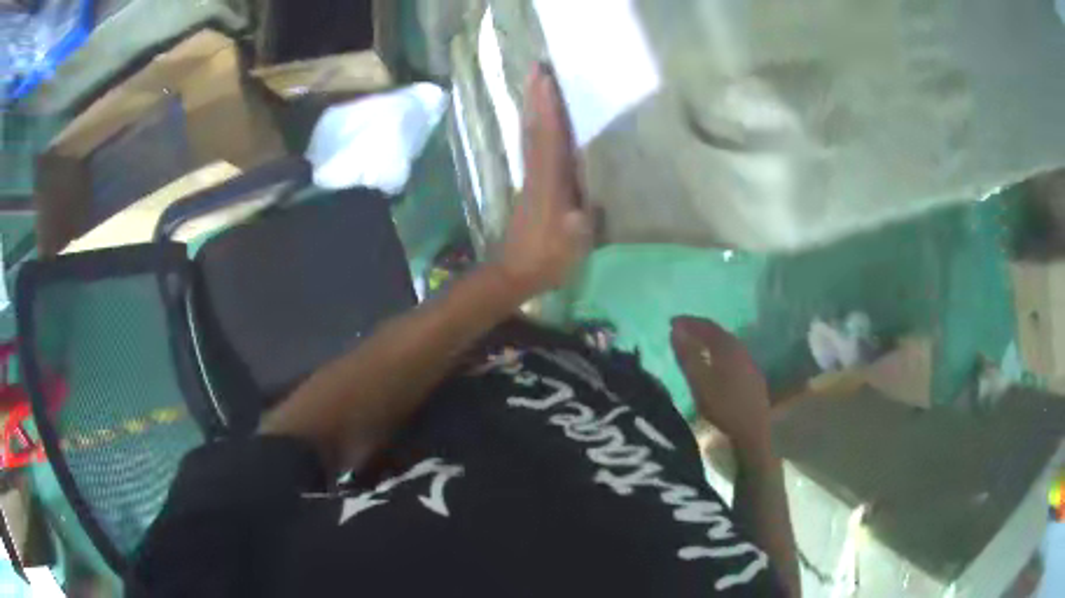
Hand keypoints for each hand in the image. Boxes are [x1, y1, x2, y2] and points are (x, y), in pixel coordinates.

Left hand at [497, 64, 590, 296]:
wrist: (515, 273)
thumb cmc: (550, 258)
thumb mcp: (576, 236)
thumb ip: (584, 204)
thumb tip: (592, 178)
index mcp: (551, 182)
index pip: (549, 136)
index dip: (549, 107)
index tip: (547, 78)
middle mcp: (537, 172)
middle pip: (534, 127)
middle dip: (536, 96)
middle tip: (536, 67)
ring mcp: (530, 178)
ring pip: (529, 135)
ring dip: (532, 107)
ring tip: (535, 82)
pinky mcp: (529, 185)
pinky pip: (531, 147)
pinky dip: (533, 126)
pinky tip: (537, 119)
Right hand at [670, 316, 771, 453]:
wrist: (753, 431)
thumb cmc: (723, 407)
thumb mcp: (699, 382)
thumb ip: (687, 356)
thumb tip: (675, 330)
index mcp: (728, 348)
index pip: (707, 326)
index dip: (689, 322)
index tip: (671, 322)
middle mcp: (741, 350)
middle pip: (719, 333)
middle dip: (700, 329)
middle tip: (682, 331)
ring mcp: (749, 363)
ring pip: (727, 344)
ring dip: (710, 341)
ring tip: (696, 345)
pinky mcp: (752, 376)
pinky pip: (733, 355)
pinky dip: (719, 352)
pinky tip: (715, 363)